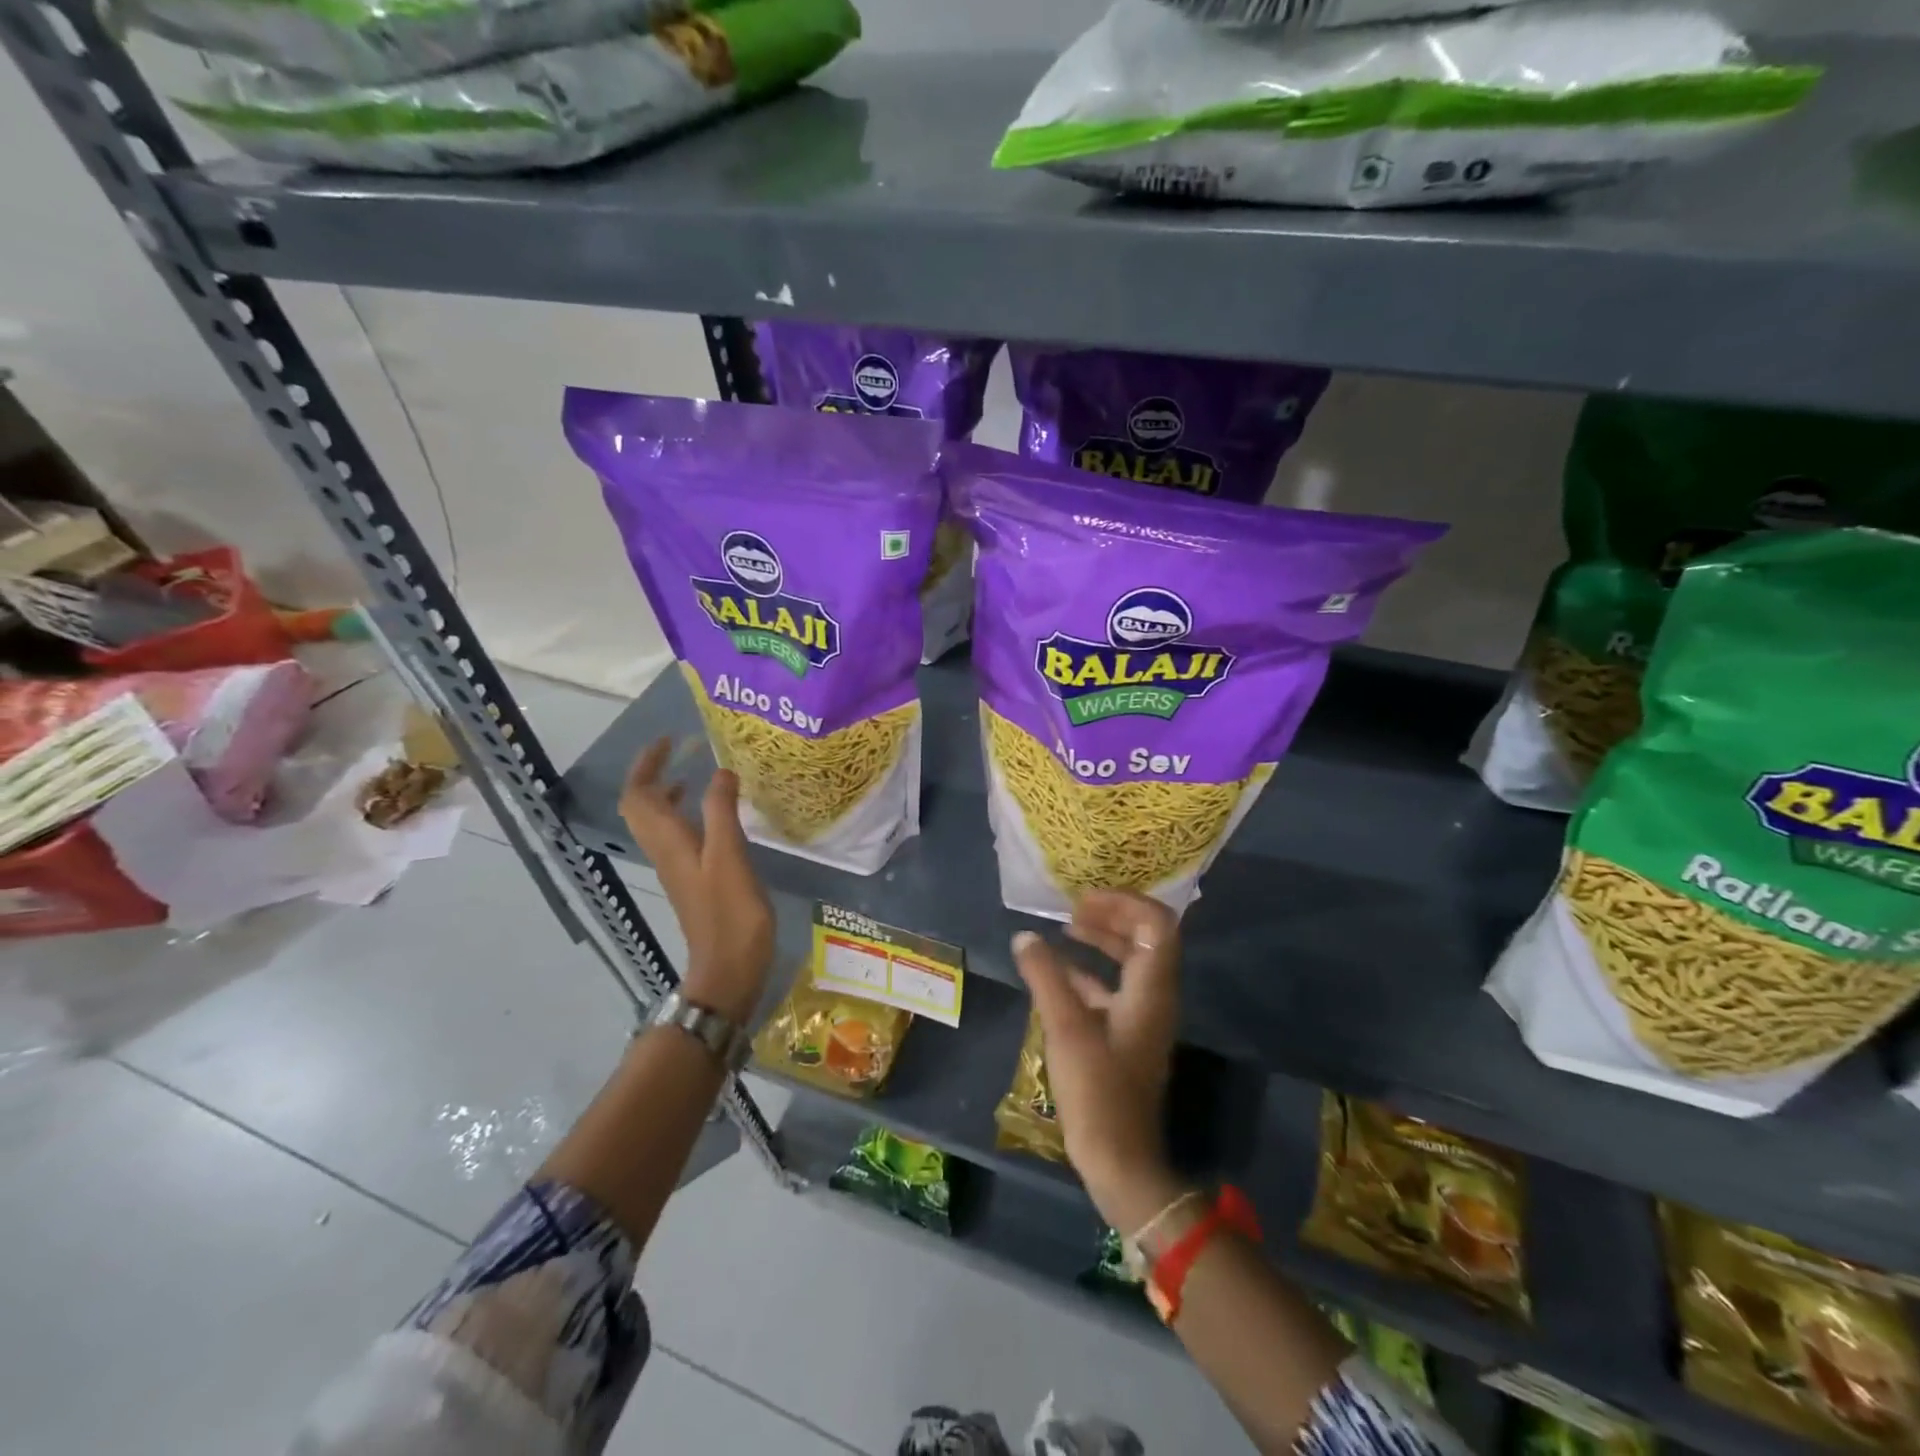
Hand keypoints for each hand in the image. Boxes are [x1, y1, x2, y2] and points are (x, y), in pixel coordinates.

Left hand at [619, 738, 774, 1025]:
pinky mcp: (691, 880)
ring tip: (692, 775)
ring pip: (656, 823)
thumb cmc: (731, 914)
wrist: (728, 969)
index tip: (669, 740)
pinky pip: (675, 837)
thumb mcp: (731, 857)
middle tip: (678, 752)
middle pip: (640, 807)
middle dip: (652, 774)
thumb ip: (722, 812)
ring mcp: (676, 868)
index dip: (647, 765)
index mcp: (669, 842)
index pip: (639, 795)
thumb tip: (719, 771)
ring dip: (666, 794)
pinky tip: (713, 817)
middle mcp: (664, 852)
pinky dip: (685, 815)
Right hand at [1012, 890, 1187, 1230]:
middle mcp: (1155, 997)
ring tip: (1066, 930)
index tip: (1085, 900)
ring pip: (1130, 963)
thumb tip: (1025, 937)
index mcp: (1151, 989)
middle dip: (1112, 916)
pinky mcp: (1127, 1036)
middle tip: (1074, 909)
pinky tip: (1056, 975)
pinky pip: (1114, 989)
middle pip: (1146, 938)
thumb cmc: (1097, 1091)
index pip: (1157, 924)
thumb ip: (1045, 977)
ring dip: (1102, 941)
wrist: (1120, 1160)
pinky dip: (1090, 973)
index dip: (1124, 902)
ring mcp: (1143, 1018)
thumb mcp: (1065, 1028)